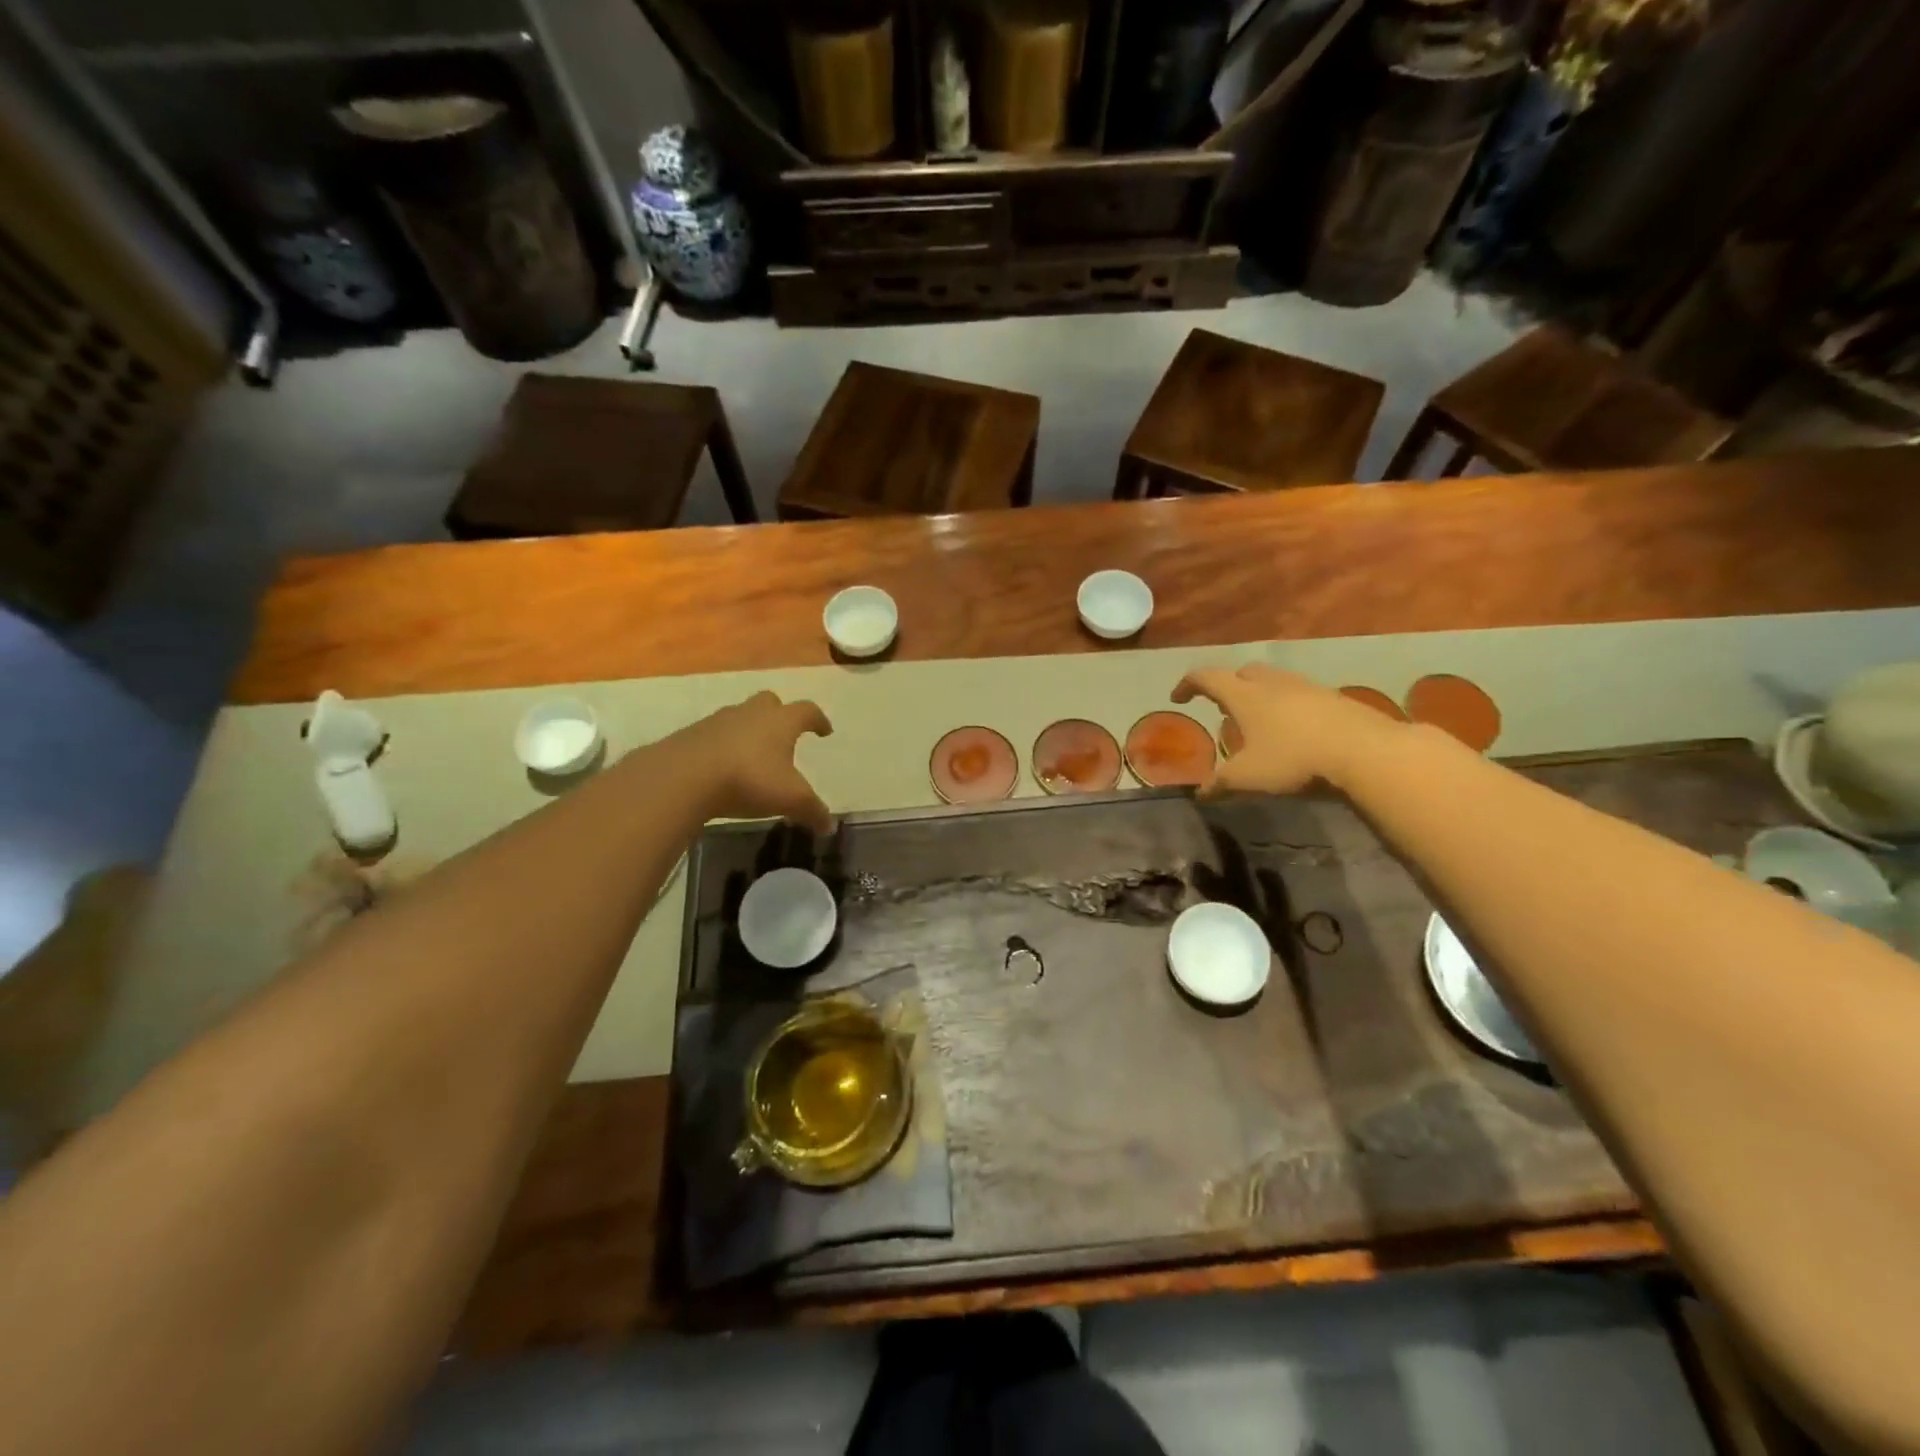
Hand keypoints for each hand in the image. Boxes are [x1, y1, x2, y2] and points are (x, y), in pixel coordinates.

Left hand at [664, 692, 834, 831]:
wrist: (683, 777)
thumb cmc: (749, 780)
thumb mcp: (790, 800)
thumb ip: (813, 811)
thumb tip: (829, 826)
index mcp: (780, 722)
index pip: (807, 711)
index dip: (818, 719)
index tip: (824, 730)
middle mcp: (750, 713)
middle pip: (770, 702)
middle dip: (779, 715)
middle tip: (784, 734)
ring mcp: (717, 721)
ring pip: (739, 717)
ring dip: (748, 731)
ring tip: (752, 755)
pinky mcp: (691, 736)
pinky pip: (713, 736)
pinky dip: (722, 747)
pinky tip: (722, 768)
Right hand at [1173, 664, 1401, 795]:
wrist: (1366, 752)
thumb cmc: (1294, 760)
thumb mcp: (1247, 778)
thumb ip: (1219, 784)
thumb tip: (1199, 794)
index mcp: (1245, 696)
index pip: (1206, 677)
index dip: (1188, 684)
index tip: (1178, 698)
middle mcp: (1273, 683)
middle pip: (1243, 672)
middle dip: (1227, 685)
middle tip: (1221, 707)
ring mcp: (1308, 687)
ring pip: (1275, 681)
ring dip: (1260, 694)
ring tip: (1258, 721)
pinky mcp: (1335, 699)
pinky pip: (1301, 694)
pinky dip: (1288, 706)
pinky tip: (1294, 730)